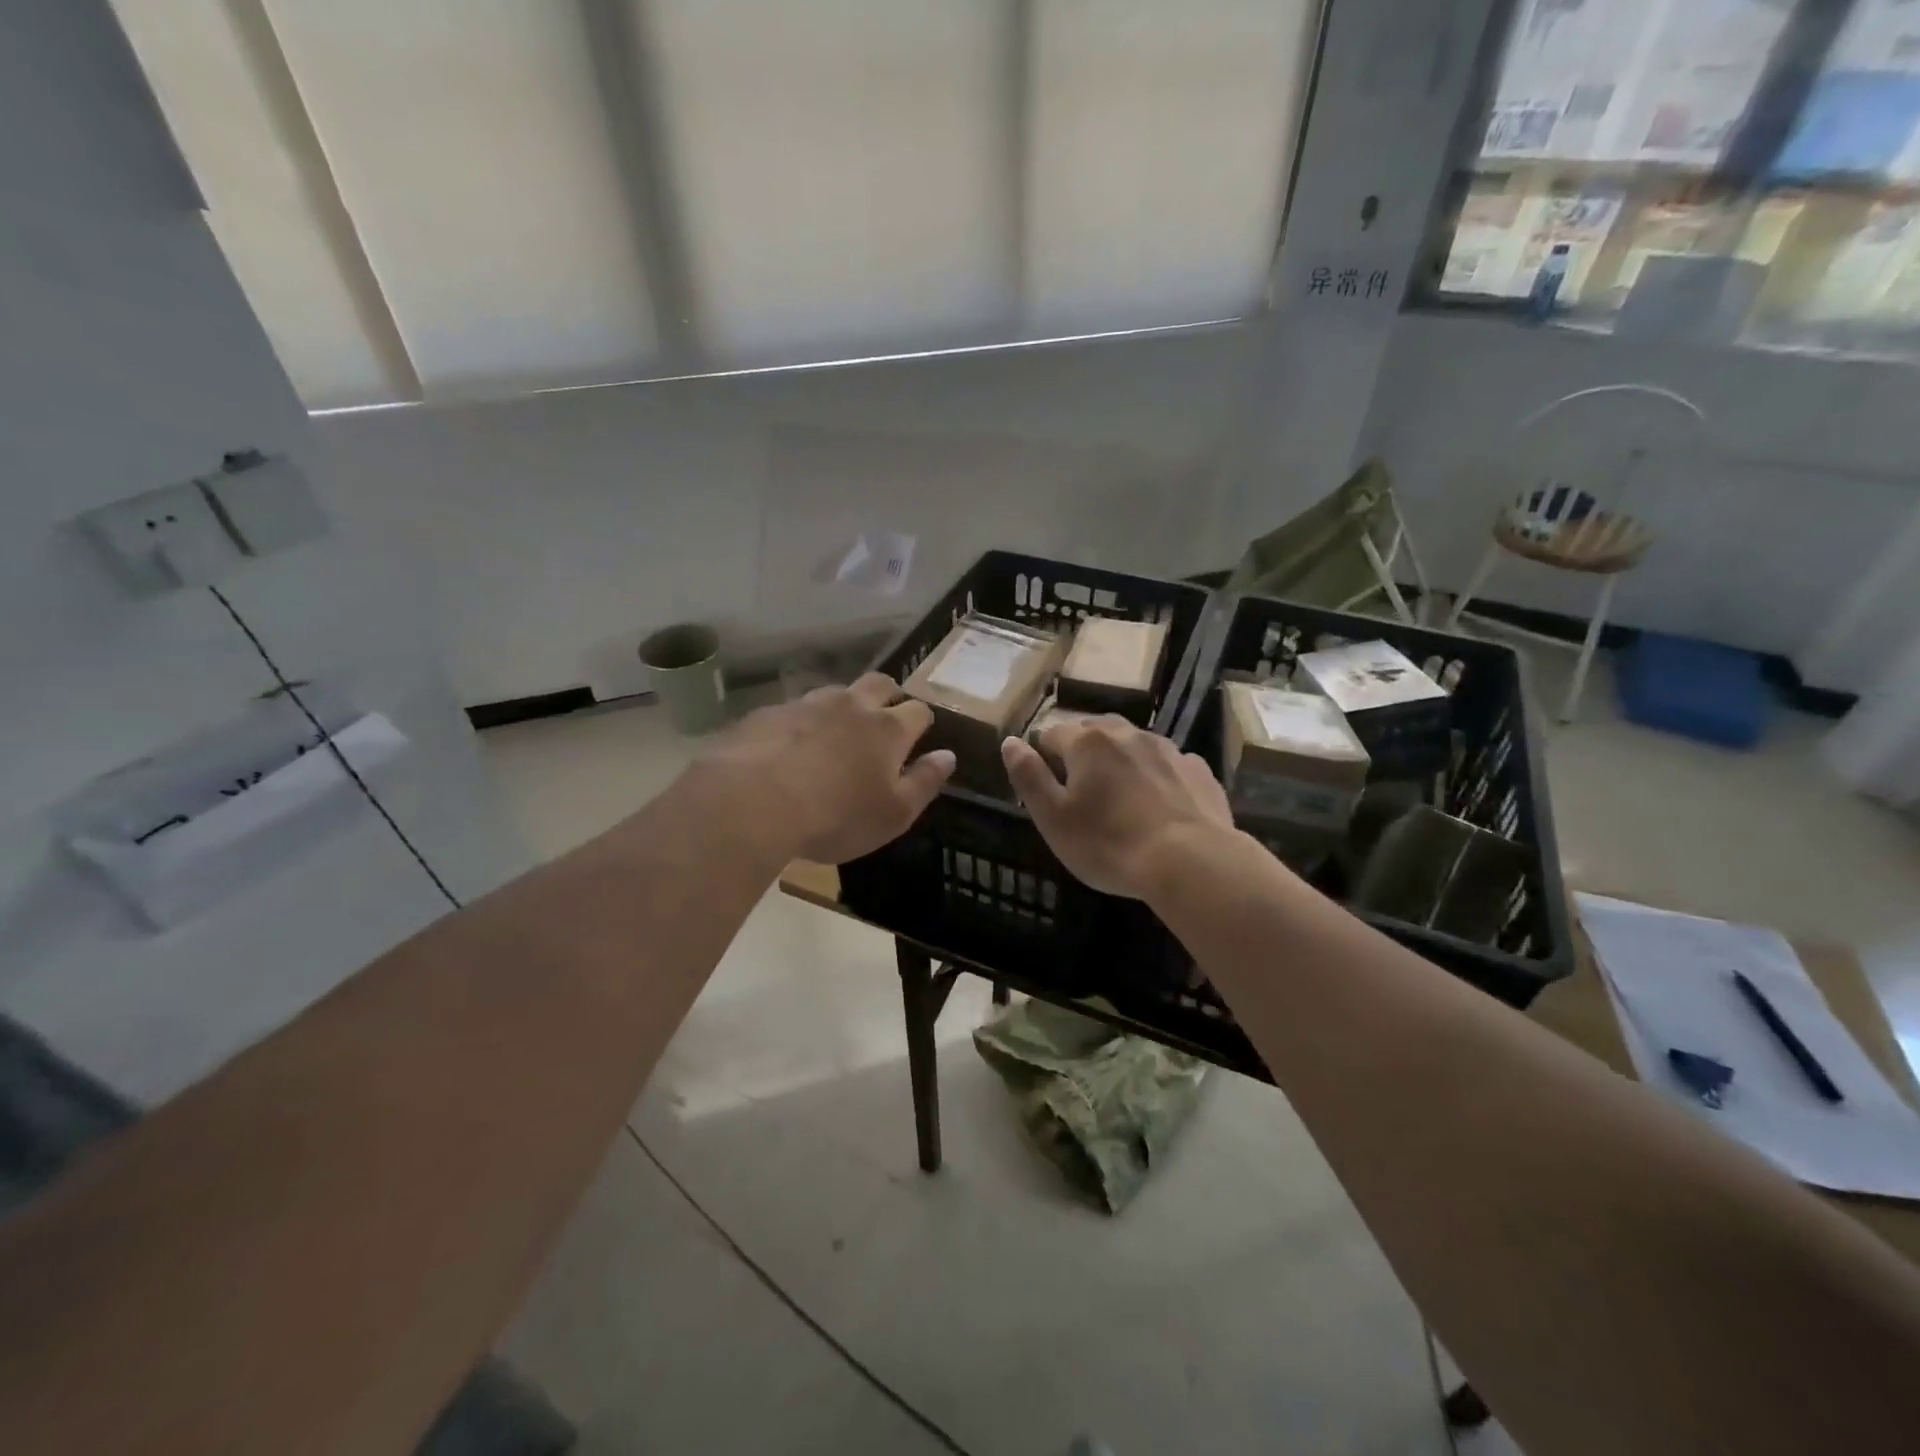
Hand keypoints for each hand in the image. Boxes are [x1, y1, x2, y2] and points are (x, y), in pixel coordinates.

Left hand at [700, 673, 953, 864]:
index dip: (921, 721)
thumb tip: (948, 756)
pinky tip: (790, 746)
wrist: (753, 800)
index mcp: (888, 729)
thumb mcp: (895, 813)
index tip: (918, 736)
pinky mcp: (769, 713)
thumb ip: (925, 782)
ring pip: (836, 692)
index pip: (918, 711)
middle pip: (879, 684)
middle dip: (888, 696)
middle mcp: (851, 706)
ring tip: (836, 733)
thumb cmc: (837, 815)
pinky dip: (802, 722)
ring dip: (844, 706)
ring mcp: (807, 704)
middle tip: (884, 718)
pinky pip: (794, 709)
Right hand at [1000, 716, 1231, 898]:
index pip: (1052, 734)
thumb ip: (1028, 776)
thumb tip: (1011, 741)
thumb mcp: (1052, 817)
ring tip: (1121, 800)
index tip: (1048, 790)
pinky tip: (1160, 807)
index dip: (1044, 758)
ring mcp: (1168, 749)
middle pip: (1094, 732)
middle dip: (1083, 754)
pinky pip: (1168, 765)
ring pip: (1133, 745)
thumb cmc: (1109, 843)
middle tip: (1082, 794)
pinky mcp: (1198, 770)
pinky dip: (1157, 777)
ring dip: (1122, 762)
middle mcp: (1127, 734)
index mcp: (1087, 742)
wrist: (1191, 862)